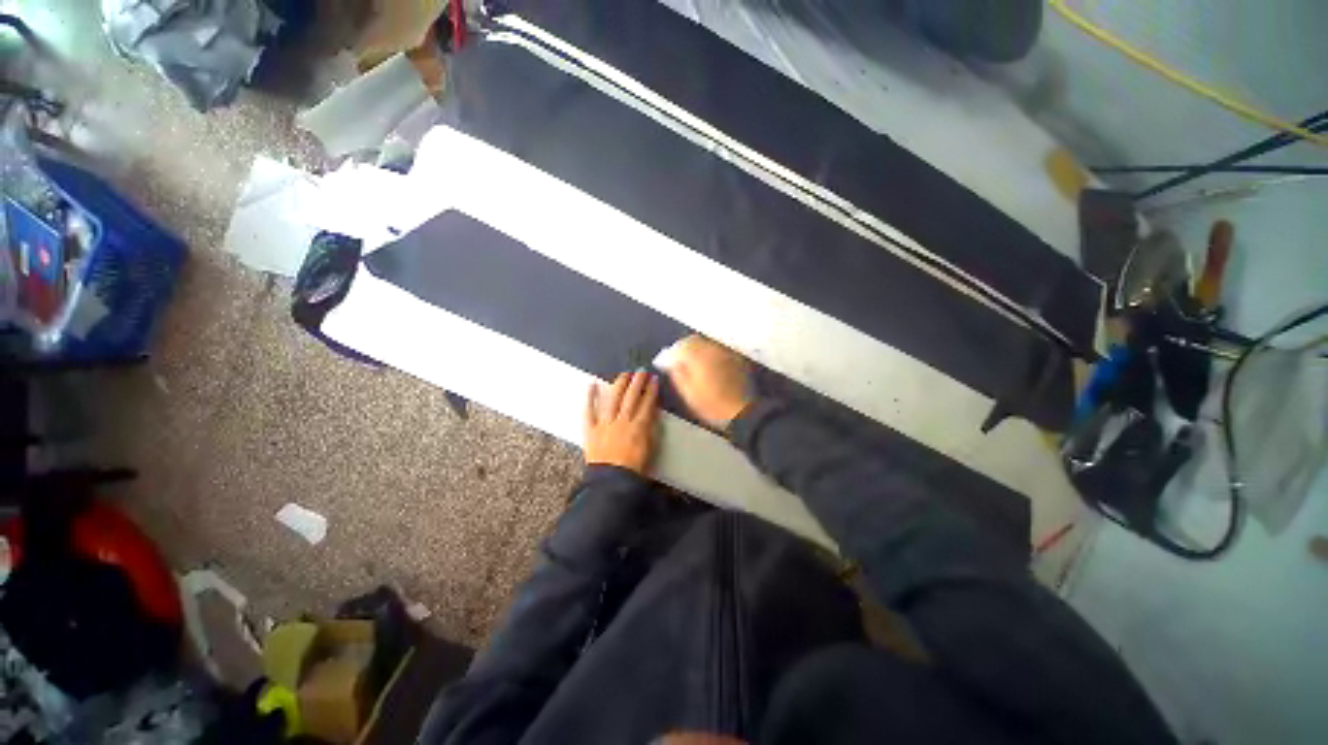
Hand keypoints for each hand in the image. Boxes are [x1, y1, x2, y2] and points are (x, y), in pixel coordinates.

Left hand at [584, 370, 659, 474]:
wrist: (612, 482)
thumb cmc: (634, 469)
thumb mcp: (650, 449)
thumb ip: (651, 429)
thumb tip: (652, 412)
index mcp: (639, 426)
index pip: (647, 404)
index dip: (651, 390)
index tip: (654, 379)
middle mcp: (623, 421)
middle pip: (631, 397)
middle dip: (637, 382)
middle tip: (641, 371)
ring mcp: (605, 424)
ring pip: (613, 399)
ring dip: (619, 384)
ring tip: (624, 374)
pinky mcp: (591, 430)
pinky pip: (589, 411)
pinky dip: (590, 397)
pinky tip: (592, 384)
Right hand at [667, 335, 751, 428]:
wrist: (742, 411)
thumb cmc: (711, 405)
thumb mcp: (688, 392)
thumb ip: (677, 373)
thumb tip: (671, 361)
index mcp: (698, 356)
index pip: (681, 345)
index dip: (673, 352)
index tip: (670, 361)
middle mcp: (712, 349)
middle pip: (695, 340)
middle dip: (686, 347)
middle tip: (682, 360)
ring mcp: (726, 352)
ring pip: (708, 343)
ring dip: (699, 349)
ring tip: (696, 364)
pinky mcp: (737, 358)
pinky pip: (720, 349)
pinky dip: (712, 353)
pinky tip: (712, 366)